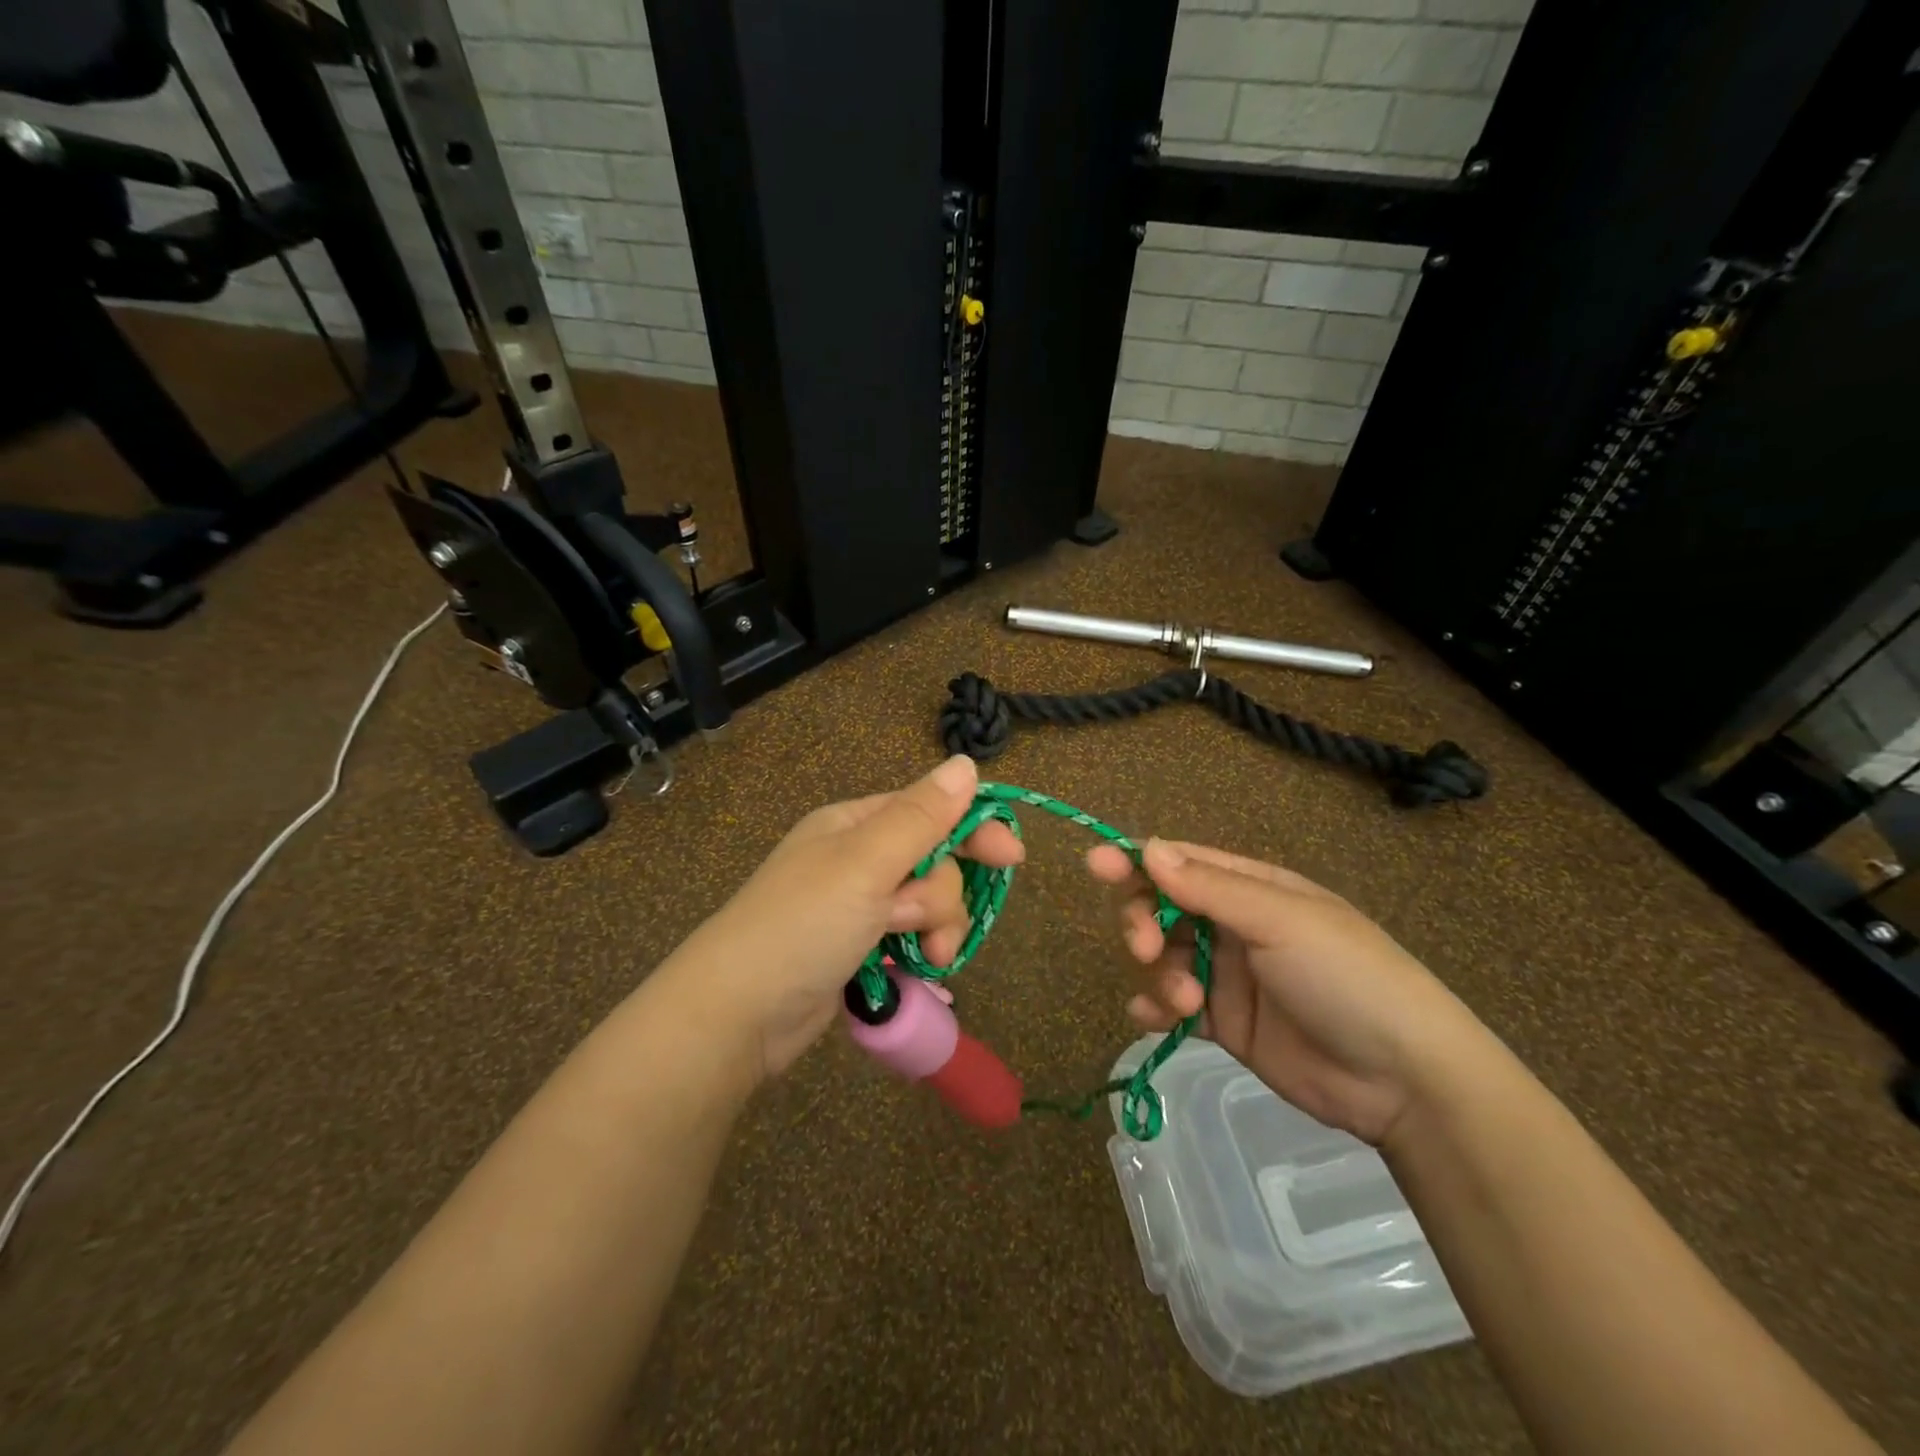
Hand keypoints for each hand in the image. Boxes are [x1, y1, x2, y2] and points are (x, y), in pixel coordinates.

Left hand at [664, 755, 1023, 1080]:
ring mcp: (858, 907)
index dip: (973, 830)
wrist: (738, 1014)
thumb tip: (966, 763)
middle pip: (934, 862)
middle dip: (940, 897)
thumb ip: (921, 816)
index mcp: (855, 824)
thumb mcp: (865, 862)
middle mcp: (858, 858)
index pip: (931, 811)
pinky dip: (918, 954)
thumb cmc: (803, 924)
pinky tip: (916, 974)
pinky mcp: (858, 949)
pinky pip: (910, 939)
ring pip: (927, 905)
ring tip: (921, 959)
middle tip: (921, 925)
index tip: (1013, 859)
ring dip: (935, 930)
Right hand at [1086, 839, 1487, 1146]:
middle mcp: (1234, 924)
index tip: (1096, 865)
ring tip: (1183, 1002)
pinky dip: (1154, 1010)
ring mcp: (1227, 975)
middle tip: (1144, 947)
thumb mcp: (1279, 920)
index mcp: (1252, 888)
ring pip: (1163, 958)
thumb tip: (1147, 846)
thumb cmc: (1346, 976)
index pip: (1181, 863)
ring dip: (1157, 974)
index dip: (1136, 862)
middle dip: (1142, 921)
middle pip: (1162, 908)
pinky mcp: (1224, 1024)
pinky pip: (1172, 1007)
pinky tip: (1152, 1021)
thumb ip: (1209, 886)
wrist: (1404, 1080)